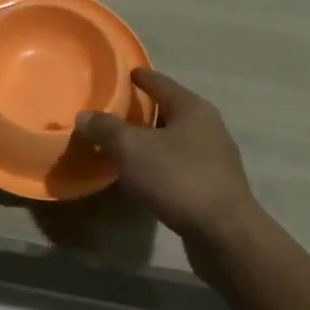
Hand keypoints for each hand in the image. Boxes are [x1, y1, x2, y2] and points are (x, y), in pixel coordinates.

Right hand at [74, 69, 258, 242]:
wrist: (224, 234)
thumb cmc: (178, 178)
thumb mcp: (131, 149)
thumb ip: (105, 129)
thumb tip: (84, 115)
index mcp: (193, 108)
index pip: (161, 83)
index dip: (141, 77)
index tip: (123, 74)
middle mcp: (208, 128)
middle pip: (170, 111)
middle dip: (144, 112)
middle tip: (115, 112)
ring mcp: (215, 159)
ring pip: (175, 141)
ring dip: (151, 142)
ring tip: (123, 147)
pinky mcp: (214, 187)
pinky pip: (179, 167)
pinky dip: (159, 166)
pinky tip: (142, 178)